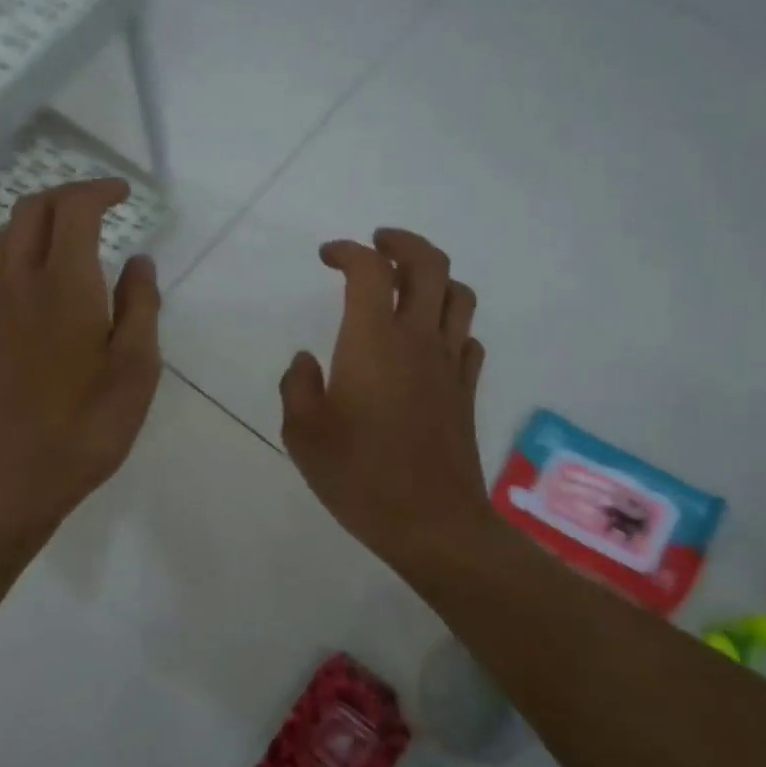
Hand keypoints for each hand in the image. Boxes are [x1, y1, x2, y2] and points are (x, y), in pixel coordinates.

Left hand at [0, 178, 161, 538]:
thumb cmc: (84, 429)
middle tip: (99, 204)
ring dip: (37, 220)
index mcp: (64, 285)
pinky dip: (17, 253)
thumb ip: (140, 307)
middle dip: (65, 194)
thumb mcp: (136, 371)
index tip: (125, 193)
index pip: (74, 209)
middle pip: (31, 210)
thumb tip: (139, 261)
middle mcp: (18, 282)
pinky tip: (37, 281)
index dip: (99, 190)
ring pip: (4, 237)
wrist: (6, 480)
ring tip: (69, 235)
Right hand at [279, 229, 491, 570]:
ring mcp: (450, 364)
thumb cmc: (359, 476)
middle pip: (429, 264)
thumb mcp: (303, 433)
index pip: (369, 270)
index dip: (348, 251)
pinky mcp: (466, 391)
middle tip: (377, 245)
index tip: (326, 256)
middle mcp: (418, 339)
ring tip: (407, 284)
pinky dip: (451, 324)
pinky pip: (467, 338)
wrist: (431, 523)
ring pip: (458, 295)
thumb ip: (298, 386)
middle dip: (402, 243)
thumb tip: (307, 360)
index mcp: (373, 341)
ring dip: (433, 277)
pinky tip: (431, 341)